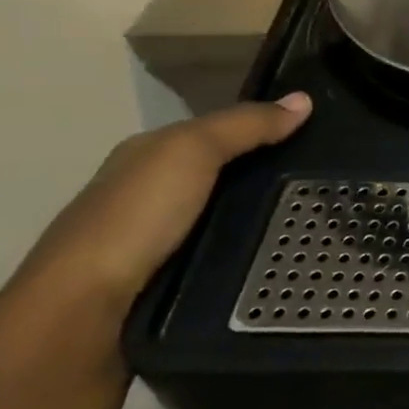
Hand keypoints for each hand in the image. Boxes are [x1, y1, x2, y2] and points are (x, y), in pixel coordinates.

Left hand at [5, 93, 312, 327]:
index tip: (315, 135)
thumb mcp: (193, 151)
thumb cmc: (137, 216)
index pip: (216, 132)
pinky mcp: (167, 279)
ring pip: (222, 216)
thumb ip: (245, 126)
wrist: (84, 308)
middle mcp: (149, 192)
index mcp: (148, 154)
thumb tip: (303, 100)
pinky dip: (246, 250)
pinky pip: (220, 252)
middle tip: (324, 180)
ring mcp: (157, 239)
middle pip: (221, 175)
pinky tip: (276, 255)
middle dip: (267, 175)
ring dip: (260, 217)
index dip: (262, 128)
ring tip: (314, 221)